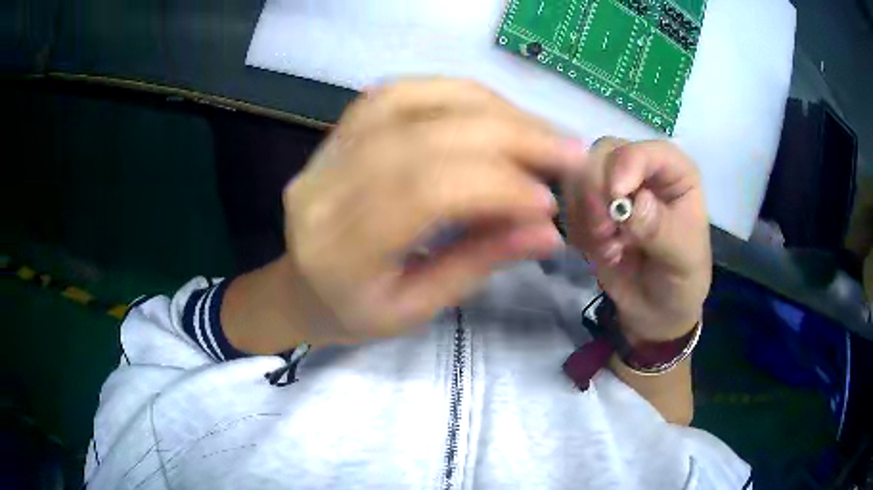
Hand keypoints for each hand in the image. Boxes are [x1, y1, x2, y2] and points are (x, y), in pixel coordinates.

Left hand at [281, 78, 584, 345]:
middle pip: (421, 136)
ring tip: (537, 127)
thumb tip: (549, 230)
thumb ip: (479, 263)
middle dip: (507, 136)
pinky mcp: (336, 132)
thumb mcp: (418, 310)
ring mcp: (325, 152)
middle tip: (565, 148)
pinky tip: (491, 108)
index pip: (423, 192)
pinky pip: (396, 92)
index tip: (548, 199)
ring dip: (486, 106)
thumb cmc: (354, 313)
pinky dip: (453, 92)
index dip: (495, 185)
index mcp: (339, 253)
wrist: (300, 288)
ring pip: (409, 100)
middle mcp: (325, 189)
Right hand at [563, 138, 710, 342]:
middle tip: (605, 231)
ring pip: (579, 175)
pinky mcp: (592, 208)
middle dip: (597, 190)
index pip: (646, 150)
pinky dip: (578, 228)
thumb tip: (635, 204)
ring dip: (586, 213)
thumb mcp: (683, 258)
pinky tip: (601, 251)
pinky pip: (569, 203)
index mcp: (674, 172)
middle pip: (603, 154)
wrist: (656, 310)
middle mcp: (642, 171)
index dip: (627, 164)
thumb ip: (661, 230)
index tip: (616, 197)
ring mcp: (614, 187)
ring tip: (608, 247)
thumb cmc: (681, 279)